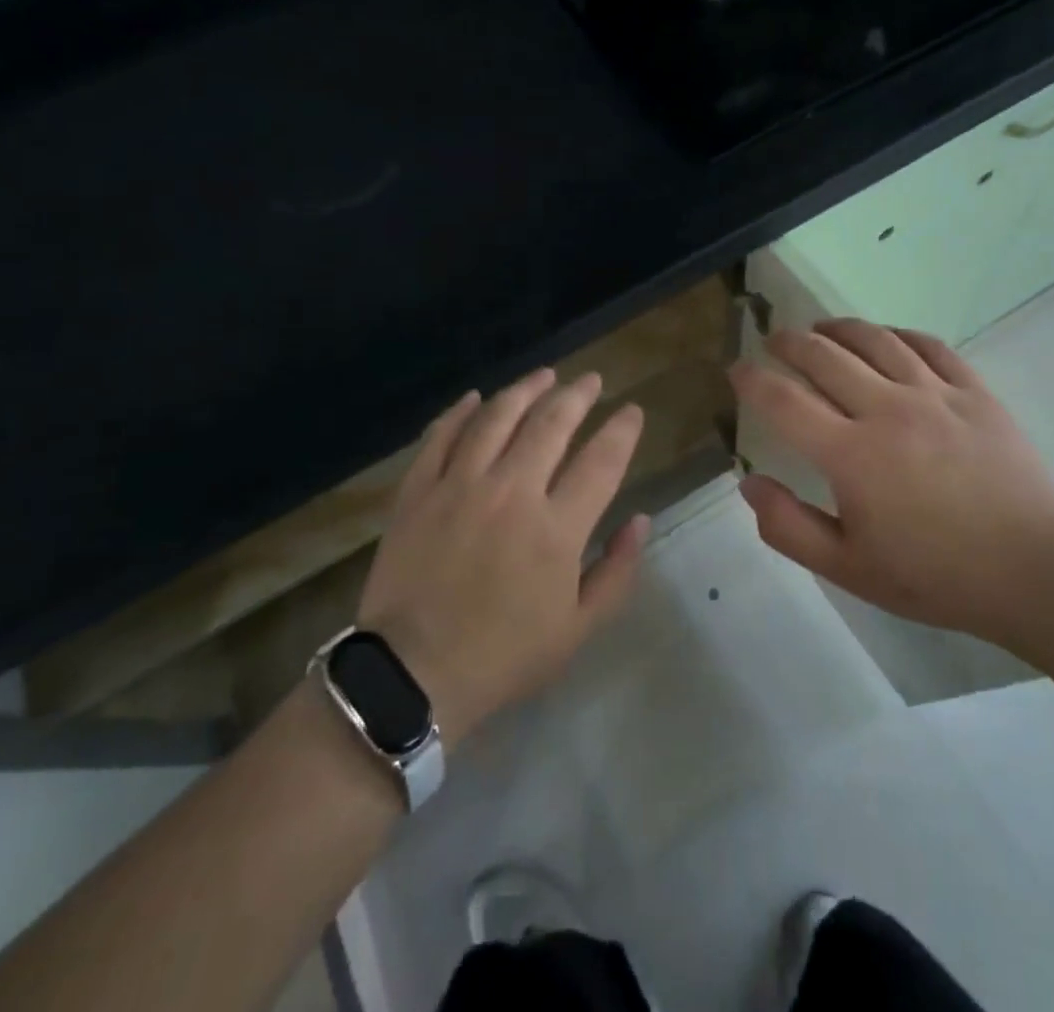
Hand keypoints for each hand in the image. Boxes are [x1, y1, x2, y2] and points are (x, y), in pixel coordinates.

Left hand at [356, 369, 648, 746]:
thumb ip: (616, 571)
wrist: (412, 677)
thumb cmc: (504, 656)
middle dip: (577, 395)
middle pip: (551, 423)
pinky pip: (441, 436)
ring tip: (544, 375)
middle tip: (590, 381)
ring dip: (525, 390)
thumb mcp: (578, 629)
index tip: (632, 411)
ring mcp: (460, 486)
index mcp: (557, 528)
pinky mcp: (418, 491)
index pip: (601, 460)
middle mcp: (512, 492)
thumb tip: (641, 519)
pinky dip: (460, 411)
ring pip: (497, 417)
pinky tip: (475, 398)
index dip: (622, 430)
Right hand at [728, 319, 1053, 645]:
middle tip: (773, 340)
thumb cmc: (935, 575)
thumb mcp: (848, 569)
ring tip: (820, 327)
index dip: (752, 380)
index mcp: (851, 454)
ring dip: (838, 328)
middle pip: (824, 356)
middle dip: (789, 342)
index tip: (736, 369)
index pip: (784, 401)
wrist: (1034, 569)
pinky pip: (928, 346)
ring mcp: (935, 395)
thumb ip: (788, 527)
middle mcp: (887, 410)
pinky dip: (897, 334)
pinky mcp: (974, 392)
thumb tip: (749, 483)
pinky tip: (886, 337)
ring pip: (875, 340)